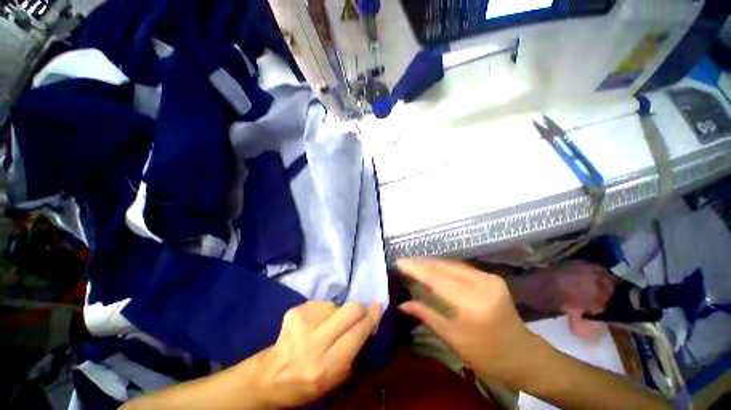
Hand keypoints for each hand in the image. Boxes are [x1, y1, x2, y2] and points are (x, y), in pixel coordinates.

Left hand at [253, 301, 380, 407]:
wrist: (270, 376)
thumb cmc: (307, 383)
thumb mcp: (337, 377)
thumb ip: (356, 349)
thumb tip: (370, 323)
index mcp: (326, 365)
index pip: (357, 333)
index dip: (371, 318)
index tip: (379, 306)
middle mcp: (314, 341)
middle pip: (349, 310)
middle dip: (360, 309)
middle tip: (361, 312)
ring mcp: (303, 322)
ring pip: (336, 305)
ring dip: (337, 314)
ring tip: (328, 327)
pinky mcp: (295, 310)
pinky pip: (321, 304)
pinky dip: (323, 312)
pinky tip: (314, 324)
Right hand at [398, 258, 540, 389]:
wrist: (525, 356)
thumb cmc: (488, 356)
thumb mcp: (453, 339)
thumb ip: (426, 315)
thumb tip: (402, 304)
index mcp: (473, 304)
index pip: (437, 280)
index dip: (416, 269)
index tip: (399, 262)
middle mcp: (483, 285)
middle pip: (444, 267)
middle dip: (422, 263)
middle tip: (404, 262)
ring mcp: (489, 278)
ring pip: (452, 264)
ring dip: (432, 263)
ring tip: (414, 264)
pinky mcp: (492, 277)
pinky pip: (461, 268)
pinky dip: (444, 267)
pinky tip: (433, 268)